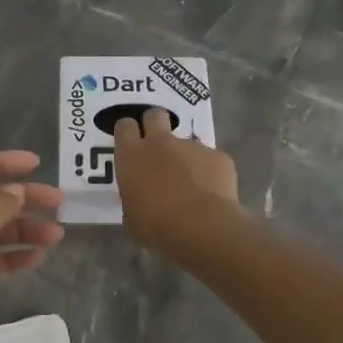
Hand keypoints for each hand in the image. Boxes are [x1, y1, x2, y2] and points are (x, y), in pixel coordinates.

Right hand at [113, 108, 239, 255]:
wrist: (201, 228)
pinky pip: (211, 161)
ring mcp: (192, 146)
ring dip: (186, 158)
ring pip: (187, 143)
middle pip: (155, 115)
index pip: (125, 127)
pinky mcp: (218, 156)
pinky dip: (210, 174)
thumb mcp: (131, 216)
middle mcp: (161, 143)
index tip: (131, 144)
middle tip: (158, 146)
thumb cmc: (156, 226)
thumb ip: (134, 196)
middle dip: (155, 124)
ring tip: (193, 187)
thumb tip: (141, 196)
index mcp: (132, 156)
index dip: (128, 132)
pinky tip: (213, 196)